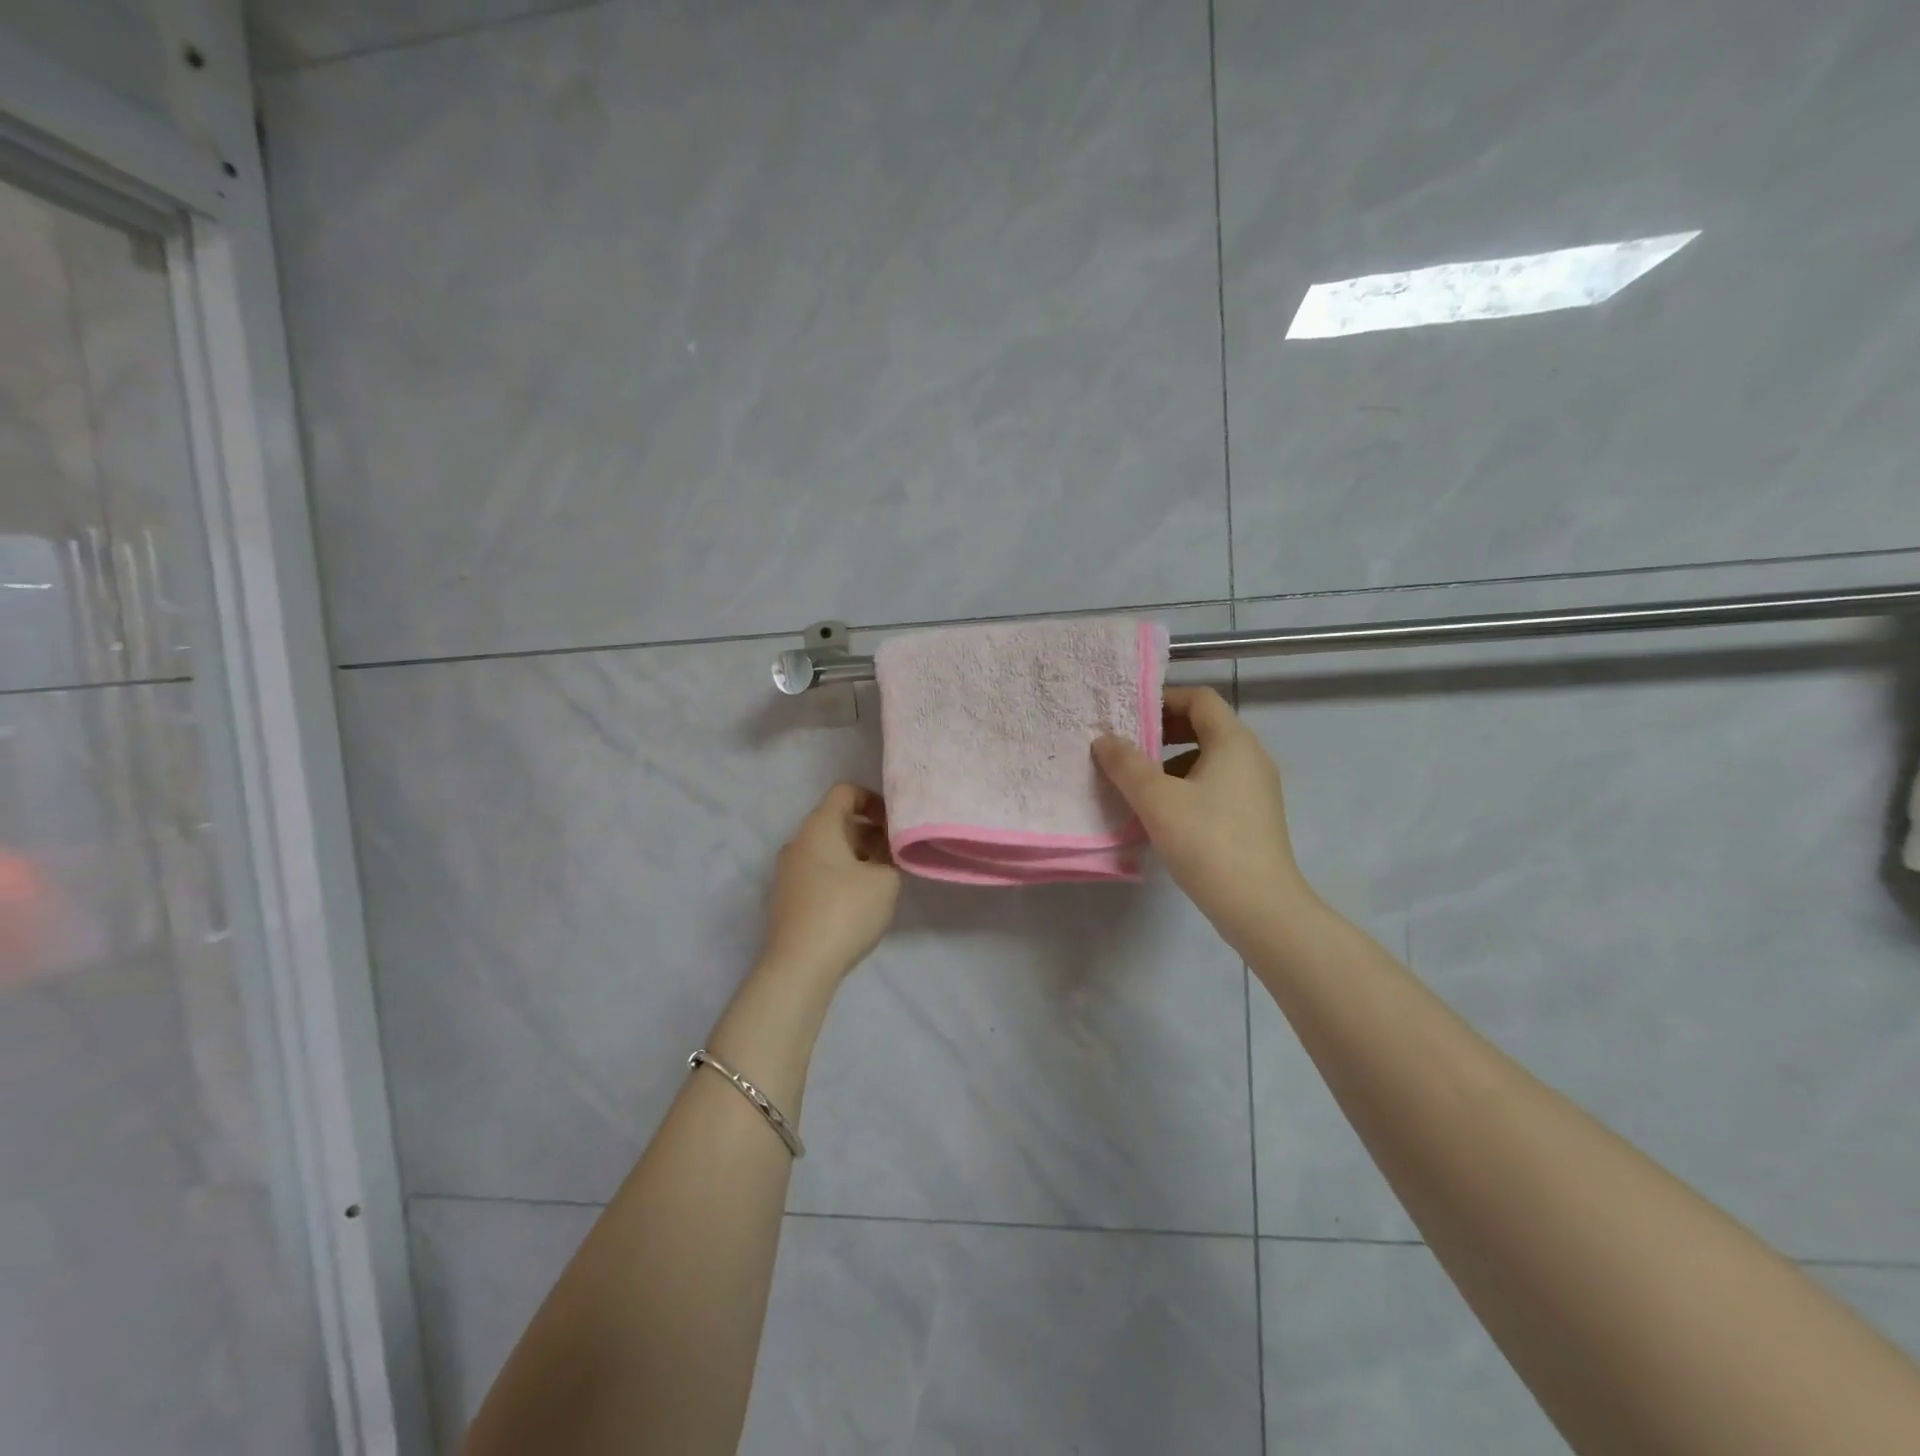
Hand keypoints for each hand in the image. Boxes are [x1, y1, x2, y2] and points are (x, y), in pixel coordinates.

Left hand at [759, 784, 900, 983]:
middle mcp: (797, 842)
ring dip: (855, 856)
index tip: (894, 824)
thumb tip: (886, 851)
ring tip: (881, 879)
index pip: (845, 792)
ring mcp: (788, 871)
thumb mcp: (885, 880)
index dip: (873, 800)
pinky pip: (817, 872)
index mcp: (818, 827)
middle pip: (835, 821)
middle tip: (894, 853)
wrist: (799, 966)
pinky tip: (858, 901)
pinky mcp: (787, 898)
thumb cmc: (845, 911)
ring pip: (827, 849)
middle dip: (868, 832)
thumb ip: (891, 857)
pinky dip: (839, 875)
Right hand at [1092, 686, 1314, 952]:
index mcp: (1233, 742)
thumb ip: (1126, 764)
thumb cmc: (1207, 842)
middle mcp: (1251, 757)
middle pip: (1205, 726)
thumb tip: (1104, 739)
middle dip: (1163, 732)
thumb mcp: (1156, 800)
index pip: (1199, 699)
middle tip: (1126, 747)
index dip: (1163, 699)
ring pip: (1209, 758)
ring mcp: (1256, 789)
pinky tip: (1162, 813)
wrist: (1260, 907)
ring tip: (1137, 782)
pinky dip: (1187, 785)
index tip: (1128, 716)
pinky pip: (1216, 784)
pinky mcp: (1254, 816)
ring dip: (1171, 762)